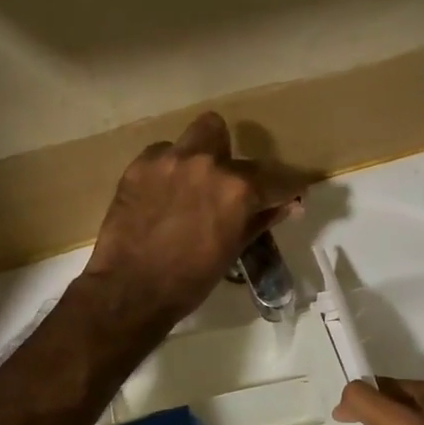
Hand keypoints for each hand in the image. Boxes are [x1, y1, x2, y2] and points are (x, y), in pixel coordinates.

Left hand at [81, 113, 310, 330]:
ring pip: (196, 134)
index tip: (291, 192)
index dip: (288, 185)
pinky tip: (162, 193)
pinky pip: (163, 153)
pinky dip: (169, 168)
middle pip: (227, 136)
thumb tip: (291, 205)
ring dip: (200, 153)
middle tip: (225, 186)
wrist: (131, 290)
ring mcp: (169, 160)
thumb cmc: (191, 279)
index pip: (276, 177)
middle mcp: (207, 163)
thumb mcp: (234, 249)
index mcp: (238, 188)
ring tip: (191, 182)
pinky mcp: (139, 165)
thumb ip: (262, 219)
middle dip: (231, 159)